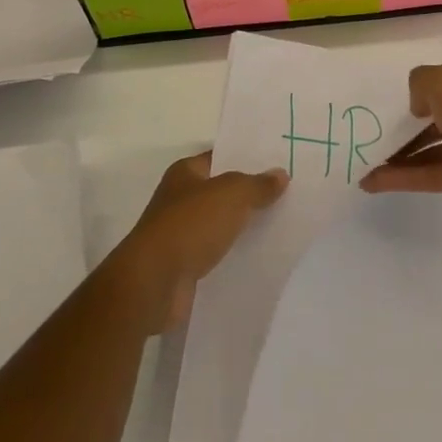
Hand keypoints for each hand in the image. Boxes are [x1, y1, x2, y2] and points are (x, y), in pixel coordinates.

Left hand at [113, 150, 287, 332]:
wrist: (154, 283)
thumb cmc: (190, 225)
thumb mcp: (232, 195)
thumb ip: (258, 184)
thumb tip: (281, 174)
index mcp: (185, 173)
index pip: (220, 157)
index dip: (247, 158)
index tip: (278, 162)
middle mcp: (180, 200)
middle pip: (222, 192)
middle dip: (250, 194)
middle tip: (288, 193)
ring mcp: (181, 234)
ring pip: (221, 224)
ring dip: (244, 226)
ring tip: (282, 224)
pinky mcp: (185, 266)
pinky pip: (217, 254)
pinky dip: (235, 254)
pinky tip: (262, 256)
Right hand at [359, 65, 441, 225]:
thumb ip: (424, 82)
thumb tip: (418, 104)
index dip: (420, 95)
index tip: (394, 108)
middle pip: (438, 120)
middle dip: (406, 129)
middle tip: (375, 138)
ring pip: (433, 150)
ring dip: (400, 157)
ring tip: (366, 165)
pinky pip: (434, 175)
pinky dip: (406, 178)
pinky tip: (376, 183)